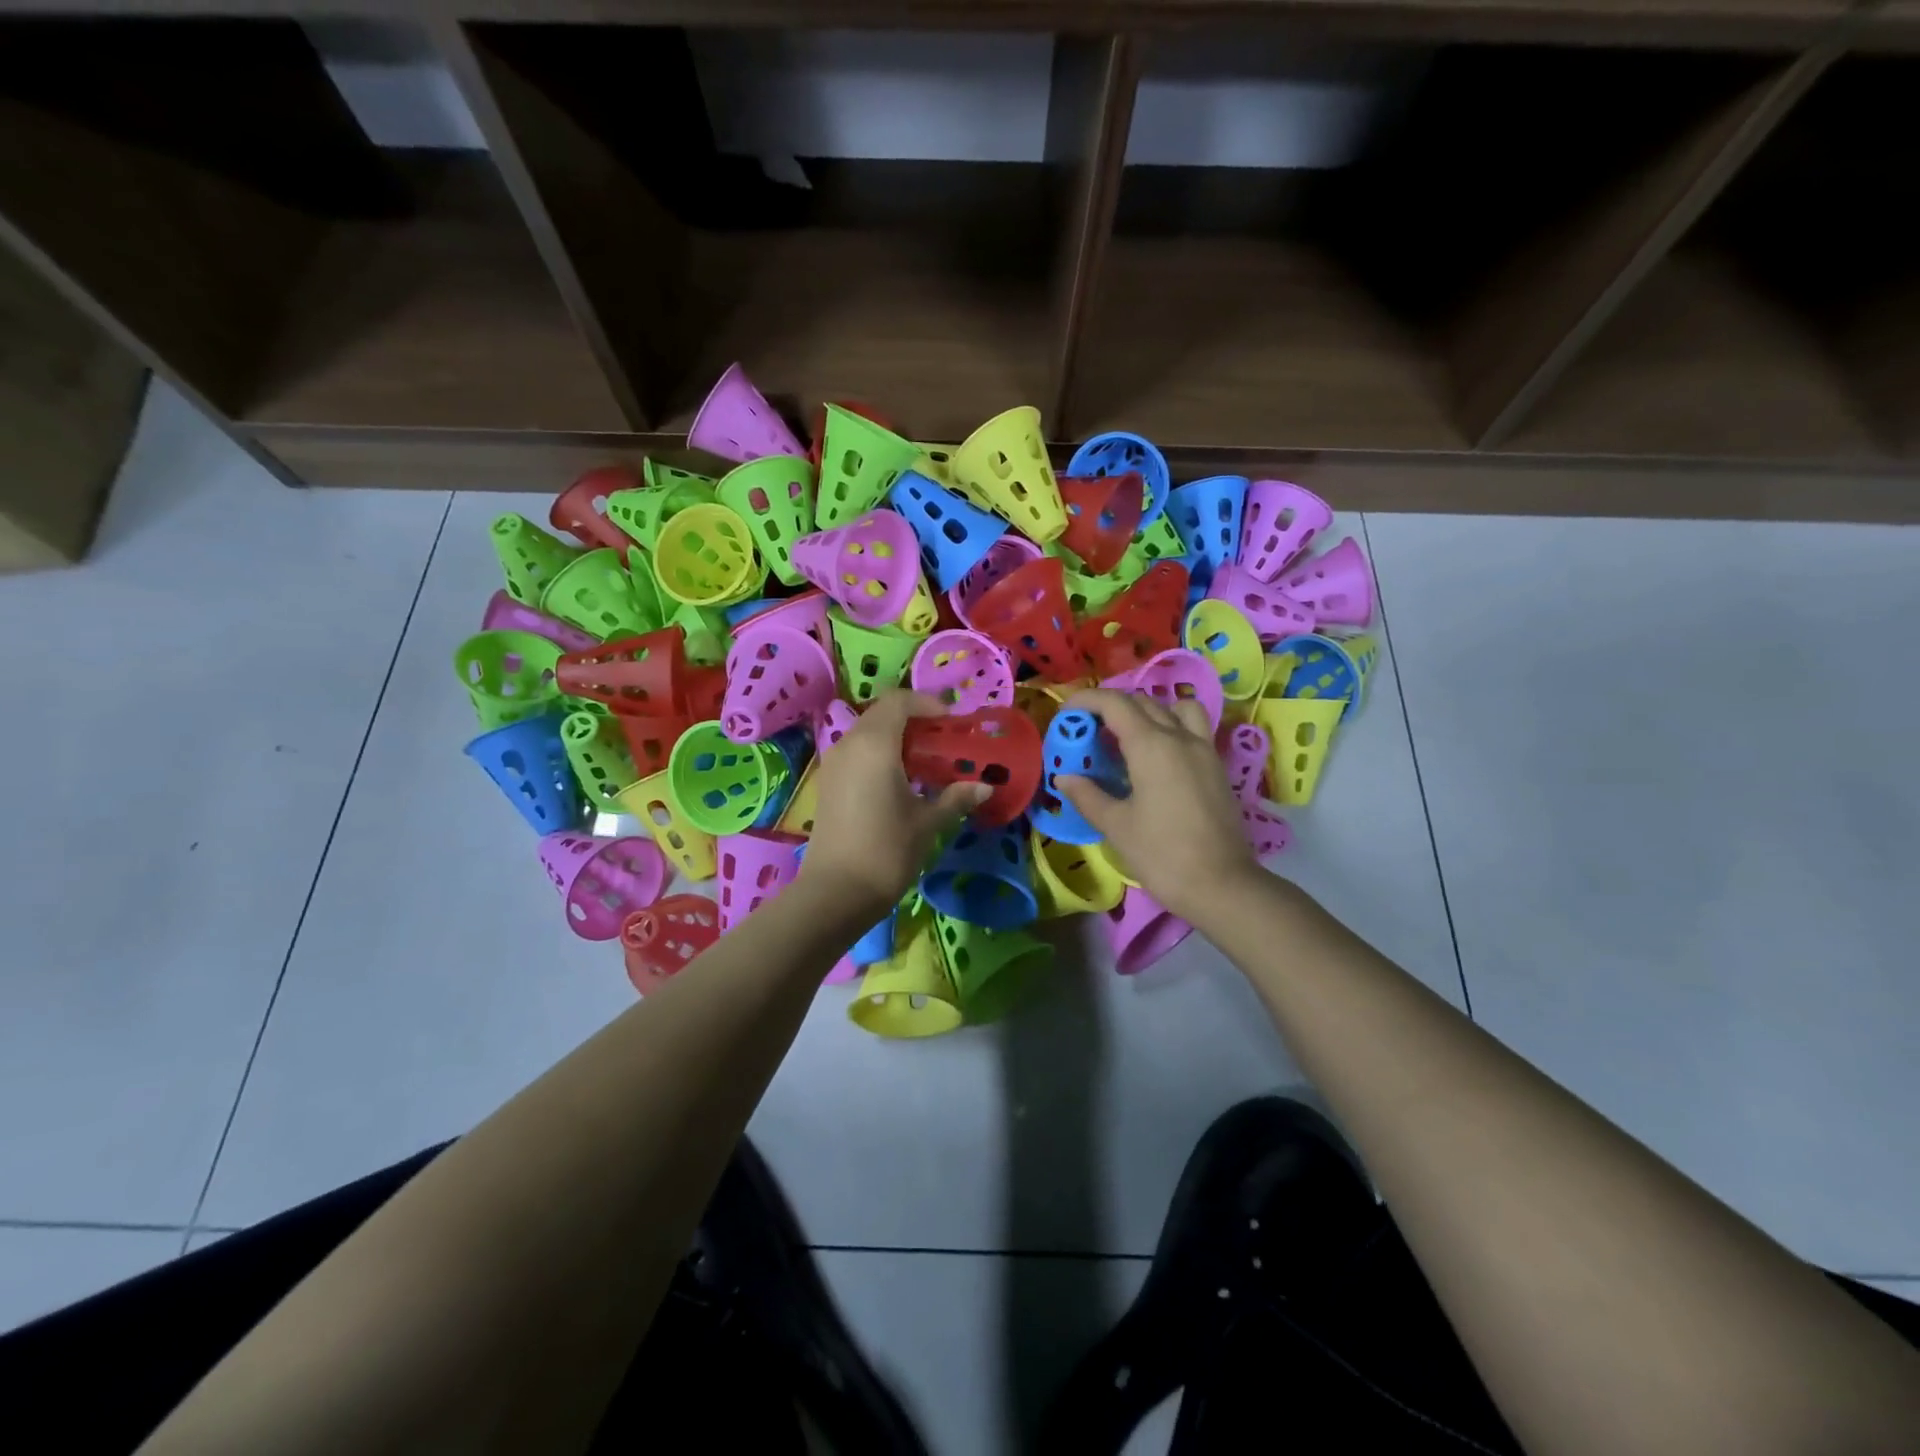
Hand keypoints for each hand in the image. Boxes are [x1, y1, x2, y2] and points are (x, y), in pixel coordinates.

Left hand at [797, 690, 990, 915]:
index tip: (952, 723)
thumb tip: (985, 787)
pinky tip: (899, 782)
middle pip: (882, 714)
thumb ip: (956, 798)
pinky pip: (856, 753)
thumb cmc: (887, 850)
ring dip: (895, 738)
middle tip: (942, 742)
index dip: (928, 704)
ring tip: (924, 763)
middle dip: (914, 720)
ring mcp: (833, 764)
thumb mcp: (928, 822)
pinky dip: (879, 755)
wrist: (836, 892)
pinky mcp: (827, 783)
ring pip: (867, 733)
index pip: (899, 701)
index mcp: (875, 744)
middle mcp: (849, 744)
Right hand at [1056, 688, 1259, 921]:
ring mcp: (1204, 749)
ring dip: (1148, 711)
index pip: (1115, 703)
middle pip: (1142, 702)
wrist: (1221, 885)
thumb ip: (1087, 795)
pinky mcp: (1217, 767)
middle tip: (1088, 730)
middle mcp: (1180, 737)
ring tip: (1128, 736)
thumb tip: (1064, 777)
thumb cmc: (1161, 854)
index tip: (1066, 712)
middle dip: (1111, 707)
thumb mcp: (1116, 826)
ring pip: (1175, 708)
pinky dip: (1171, 726)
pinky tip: (1156, 757)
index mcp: (1151, 745)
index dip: (1087, 700)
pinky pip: (1193, 728)